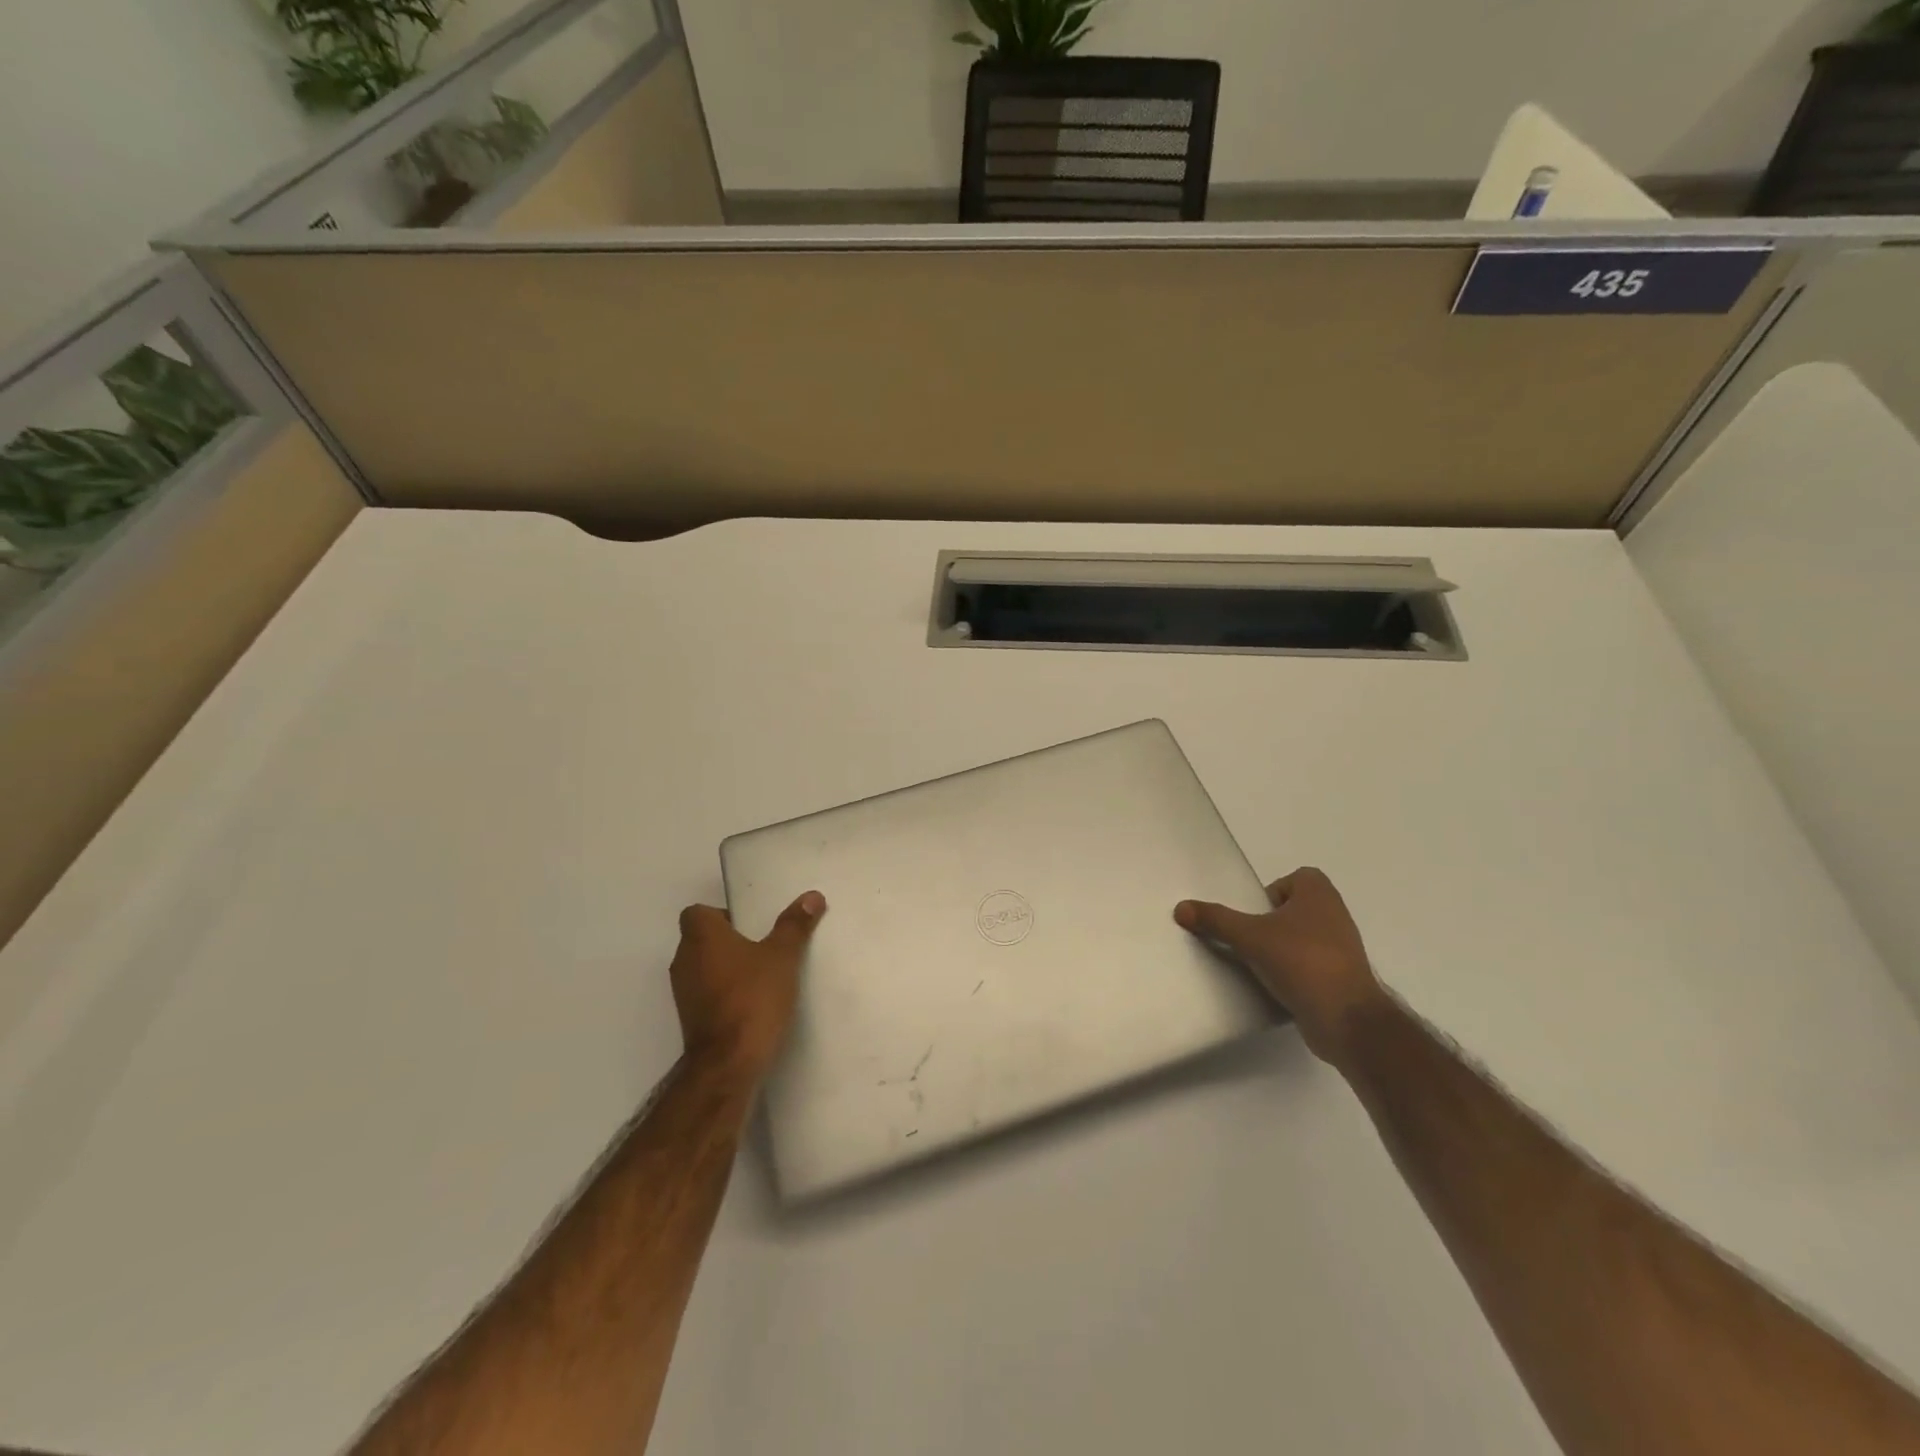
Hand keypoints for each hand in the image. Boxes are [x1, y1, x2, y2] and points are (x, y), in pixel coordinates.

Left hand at [670, 892, 825, 1080]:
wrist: (729, 1063)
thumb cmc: (753, 998)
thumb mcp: (783, 957)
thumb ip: (794, 925)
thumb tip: (811, 896)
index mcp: (701, 937)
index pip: (697, 912)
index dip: (720, 914)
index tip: (749, 924)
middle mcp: (684, 960)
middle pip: (701, 939)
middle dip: (728, 940)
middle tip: (763, 945)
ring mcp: (683, 992)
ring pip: (703, 967)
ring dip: (726, 968)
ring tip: (761, 974)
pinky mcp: (689, 1019)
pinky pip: (706, 993)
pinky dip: (723, 992)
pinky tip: (751, 1002)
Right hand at [1175, 868, 1385, 1064]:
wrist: (1346, 1020)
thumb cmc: (1301, 962)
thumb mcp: (1249, 936)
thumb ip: (1215, 920)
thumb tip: (1180, 907)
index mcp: (1320, 894)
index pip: (1293, 879)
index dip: (1271, 892)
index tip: (1253, 914)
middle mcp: (1335, 915)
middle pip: (1293, 909)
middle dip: (1270, 922)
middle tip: (1248, 938)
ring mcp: (1342, 948)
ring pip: (1301, 938)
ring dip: (1280, 948)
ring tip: (1257, 963)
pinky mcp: (1341, 978)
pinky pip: (1309, 965)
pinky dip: (1292, 972)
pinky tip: (1274, 985)